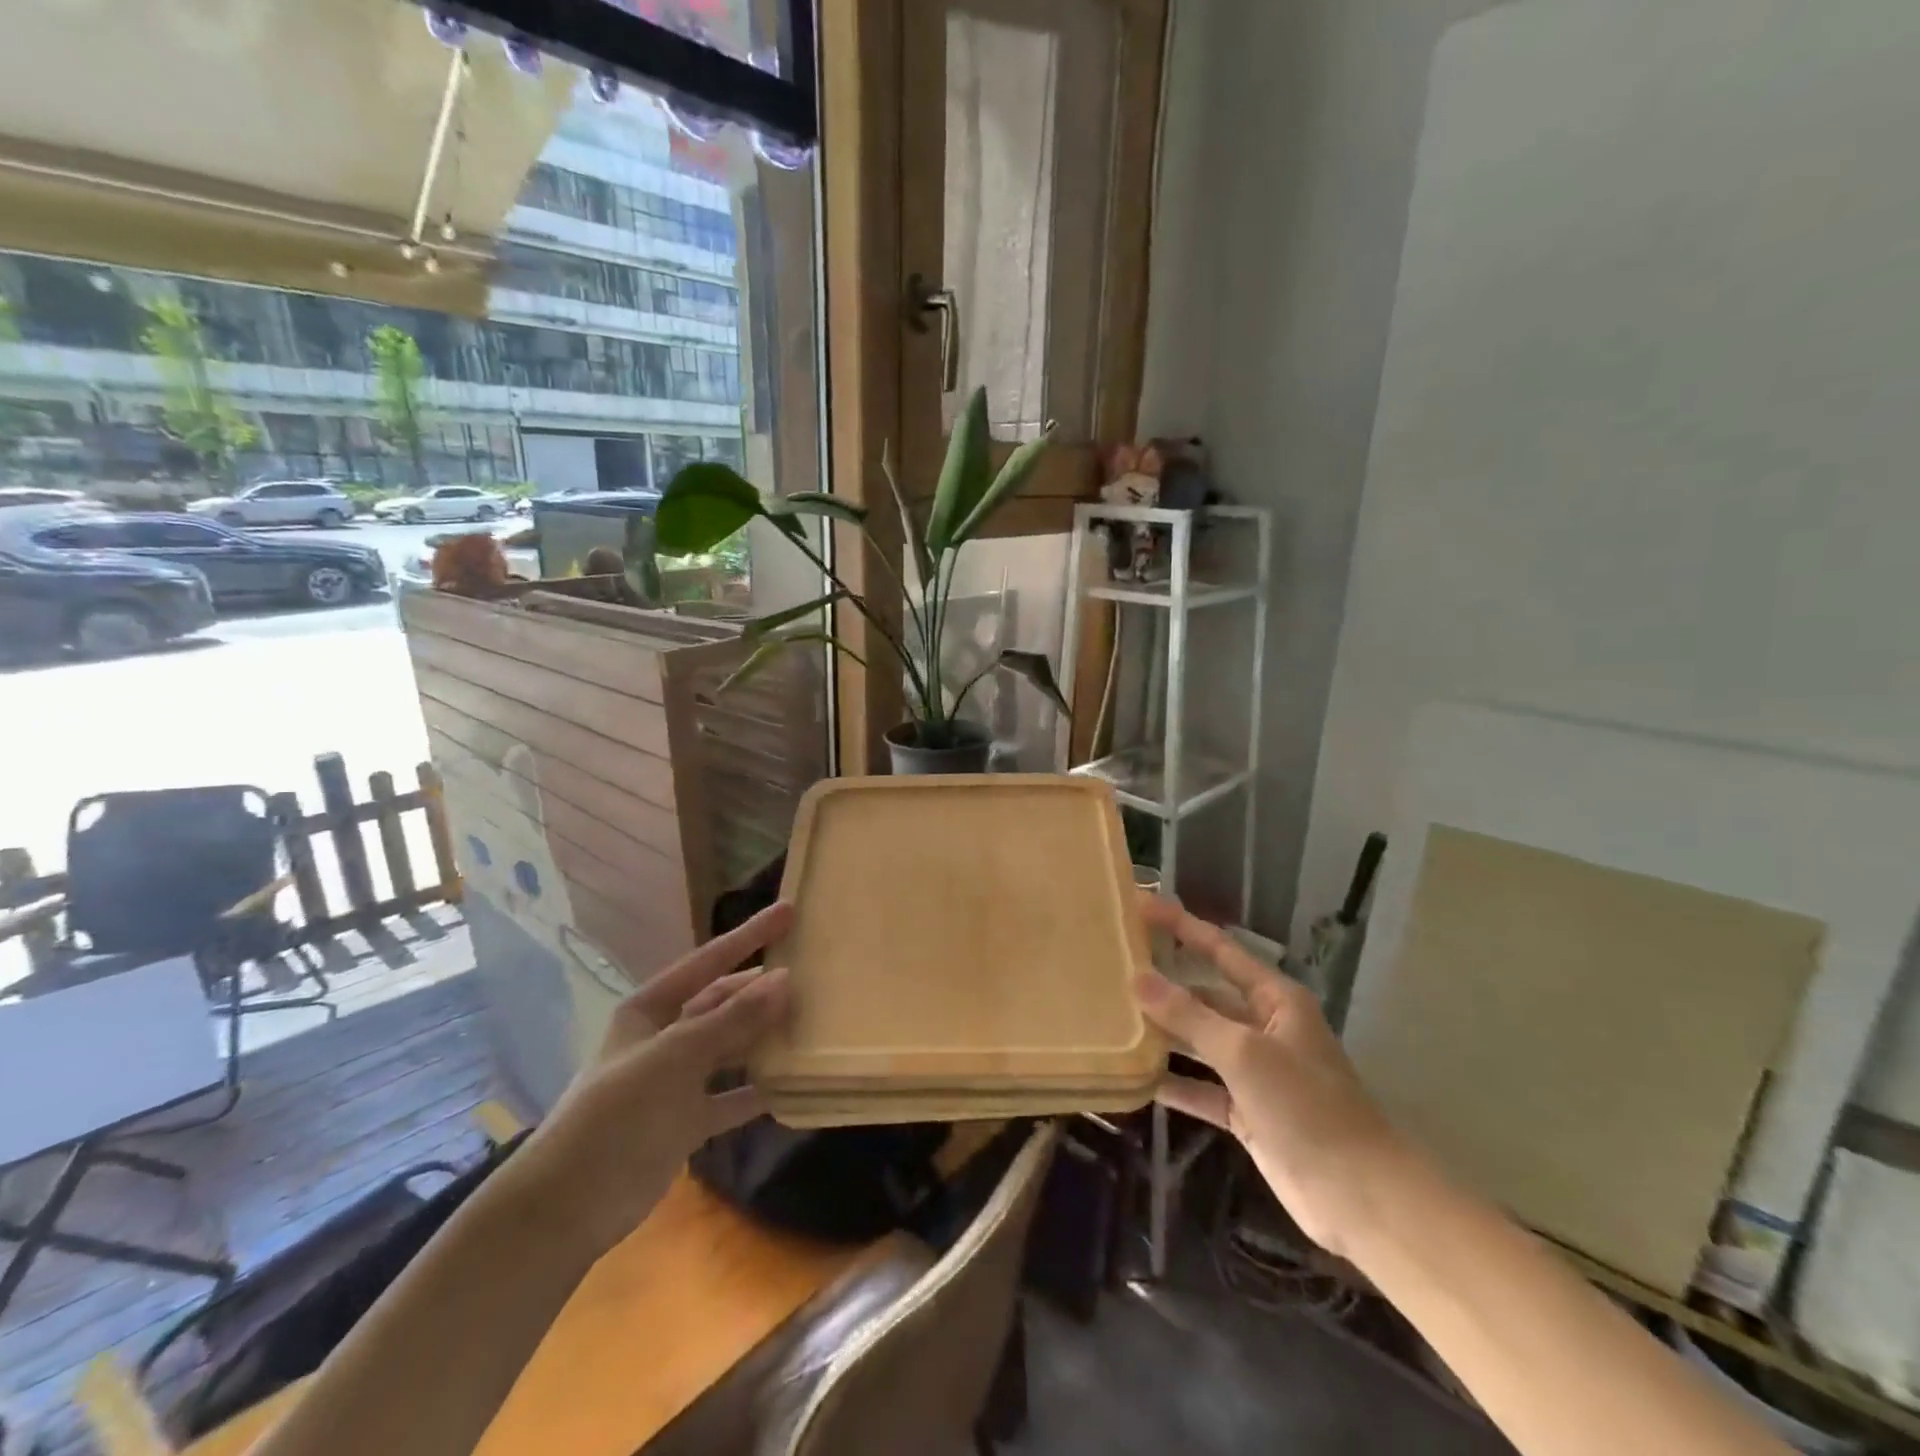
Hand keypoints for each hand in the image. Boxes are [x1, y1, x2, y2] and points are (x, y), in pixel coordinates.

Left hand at [500, 903, 794, 1257]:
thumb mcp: (674, 1058)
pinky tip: (793, 1085)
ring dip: (766, 1036)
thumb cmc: (616, 1116)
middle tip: (812, 972)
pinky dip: (759, 1091)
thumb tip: (785, 977)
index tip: (790, 911)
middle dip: (762, 988)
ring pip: (732, 1047)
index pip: (709, 961)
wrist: (567, 1208)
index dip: (749, 935)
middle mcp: (665, 1037)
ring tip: (813, 1021)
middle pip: (723, 1002)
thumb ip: (732, 1020)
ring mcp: (676, 1081)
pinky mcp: (686, 1121)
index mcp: (651, 1009)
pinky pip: (733, 1098)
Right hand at [1135, 897, 1406, 1258]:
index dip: (1182, 926)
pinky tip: (1135, 1079)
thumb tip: (1138, 978)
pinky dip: (1174, 1085)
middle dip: (1164, 984)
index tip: (1141, 906)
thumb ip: (1189, 1016)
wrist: (1359, 1197)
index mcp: (1274, 999)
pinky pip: (1201, 1088)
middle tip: (1114, 969)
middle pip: (1205, 995)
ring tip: (1114, 1019)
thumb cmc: (1307, 1107)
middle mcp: (1264, 1027)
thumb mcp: (1244, 1053)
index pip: (1220, 950)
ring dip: (1164, 1035)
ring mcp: (1255, 1072)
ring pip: (1200, 1042)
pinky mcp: (1247, 1112)